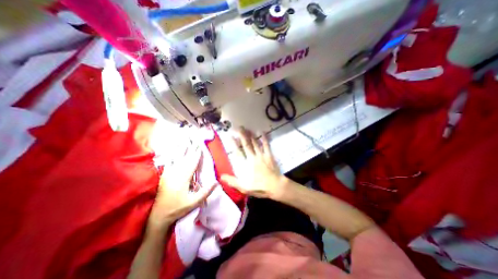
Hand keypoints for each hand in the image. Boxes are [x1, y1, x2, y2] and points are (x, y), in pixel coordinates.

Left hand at [150, 146, 216, 230]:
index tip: (200, 147)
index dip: (196, 155)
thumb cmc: (178, 208)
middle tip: (193, 141)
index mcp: (183, 179)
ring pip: (175, 159)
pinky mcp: (164, 177)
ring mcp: (168, 175)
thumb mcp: (194, 202)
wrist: (159, 215)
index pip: (192, 164)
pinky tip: (172, 152)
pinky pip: (168, 163)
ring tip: (183, 142)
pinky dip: (171, 156)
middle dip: (190, 149)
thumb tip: (216, 182)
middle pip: (184, 159)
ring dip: (180, 150)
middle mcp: (175, 174)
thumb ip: (205, 192)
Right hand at [220, 129, 285, 199]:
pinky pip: (266, 145)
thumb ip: (232, 181)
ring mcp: (261, 155)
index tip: (230, 136)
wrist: (275, 186)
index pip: (238, 152)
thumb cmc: (259, 187)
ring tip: (248, 128)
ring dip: (251, 135)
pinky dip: (264, 139)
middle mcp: (252, 157)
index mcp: (246, 164)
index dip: (233, 144)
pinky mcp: (269, 155)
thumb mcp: (244, 187)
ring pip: (255, 143)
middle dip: (242, 136)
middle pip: (246, 145)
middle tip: (239, 127)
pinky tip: (262, 132)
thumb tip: (221, 176)